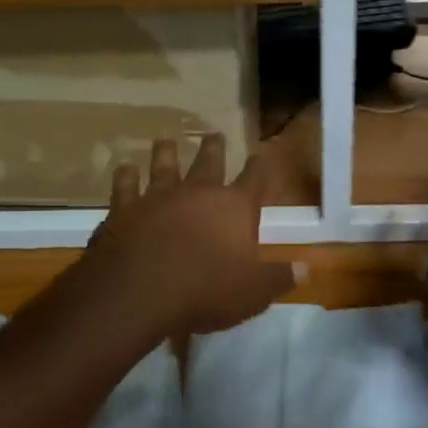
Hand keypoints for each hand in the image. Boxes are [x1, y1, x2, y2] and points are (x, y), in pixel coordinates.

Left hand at [79, 133, 297, 336]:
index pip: (254, 178)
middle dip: (215, 148)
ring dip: (166, 152)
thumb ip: (278, 278)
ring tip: (166, 141)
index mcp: (234, 207)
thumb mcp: (253, 293)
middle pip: (209, 162)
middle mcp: (197, 193)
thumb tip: (304, 268)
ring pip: (164, 166)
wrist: (136, 292)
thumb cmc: (205, 291)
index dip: (260, 166)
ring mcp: (157, 197)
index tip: (261, 155)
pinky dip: (126, 176)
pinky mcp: (123, 210)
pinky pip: (125, 186)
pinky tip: (125, 169)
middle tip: (215, 134)